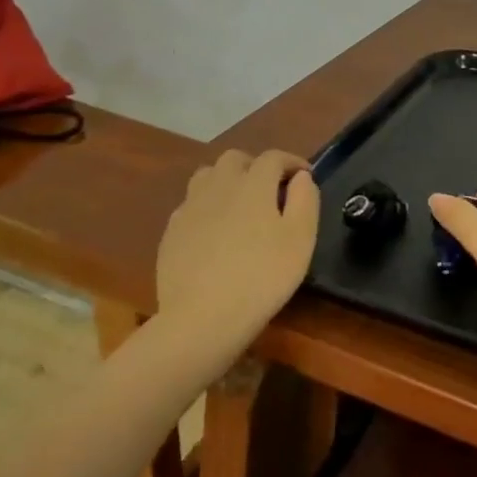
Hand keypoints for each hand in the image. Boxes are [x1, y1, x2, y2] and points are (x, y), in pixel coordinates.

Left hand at [156, 149, 318, 346]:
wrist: (202, 318)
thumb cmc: (262, 277)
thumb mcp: (300, 240)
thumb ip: (305, 200)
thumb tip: (301, 178)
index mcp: (253, 184)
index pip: (273, 157)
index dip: (292, 162)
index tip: (305, 176)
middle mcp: (219, 186)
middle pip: (236, 159)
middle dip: (256, 166)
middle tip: (271, 189)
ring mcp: (190, 207)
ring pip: (208, 175)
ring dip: (227, 180)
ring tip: (240, 204)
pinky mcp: (172, 231)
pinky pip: (191, 204)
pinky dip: (207, 206)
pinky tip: (214, 230)